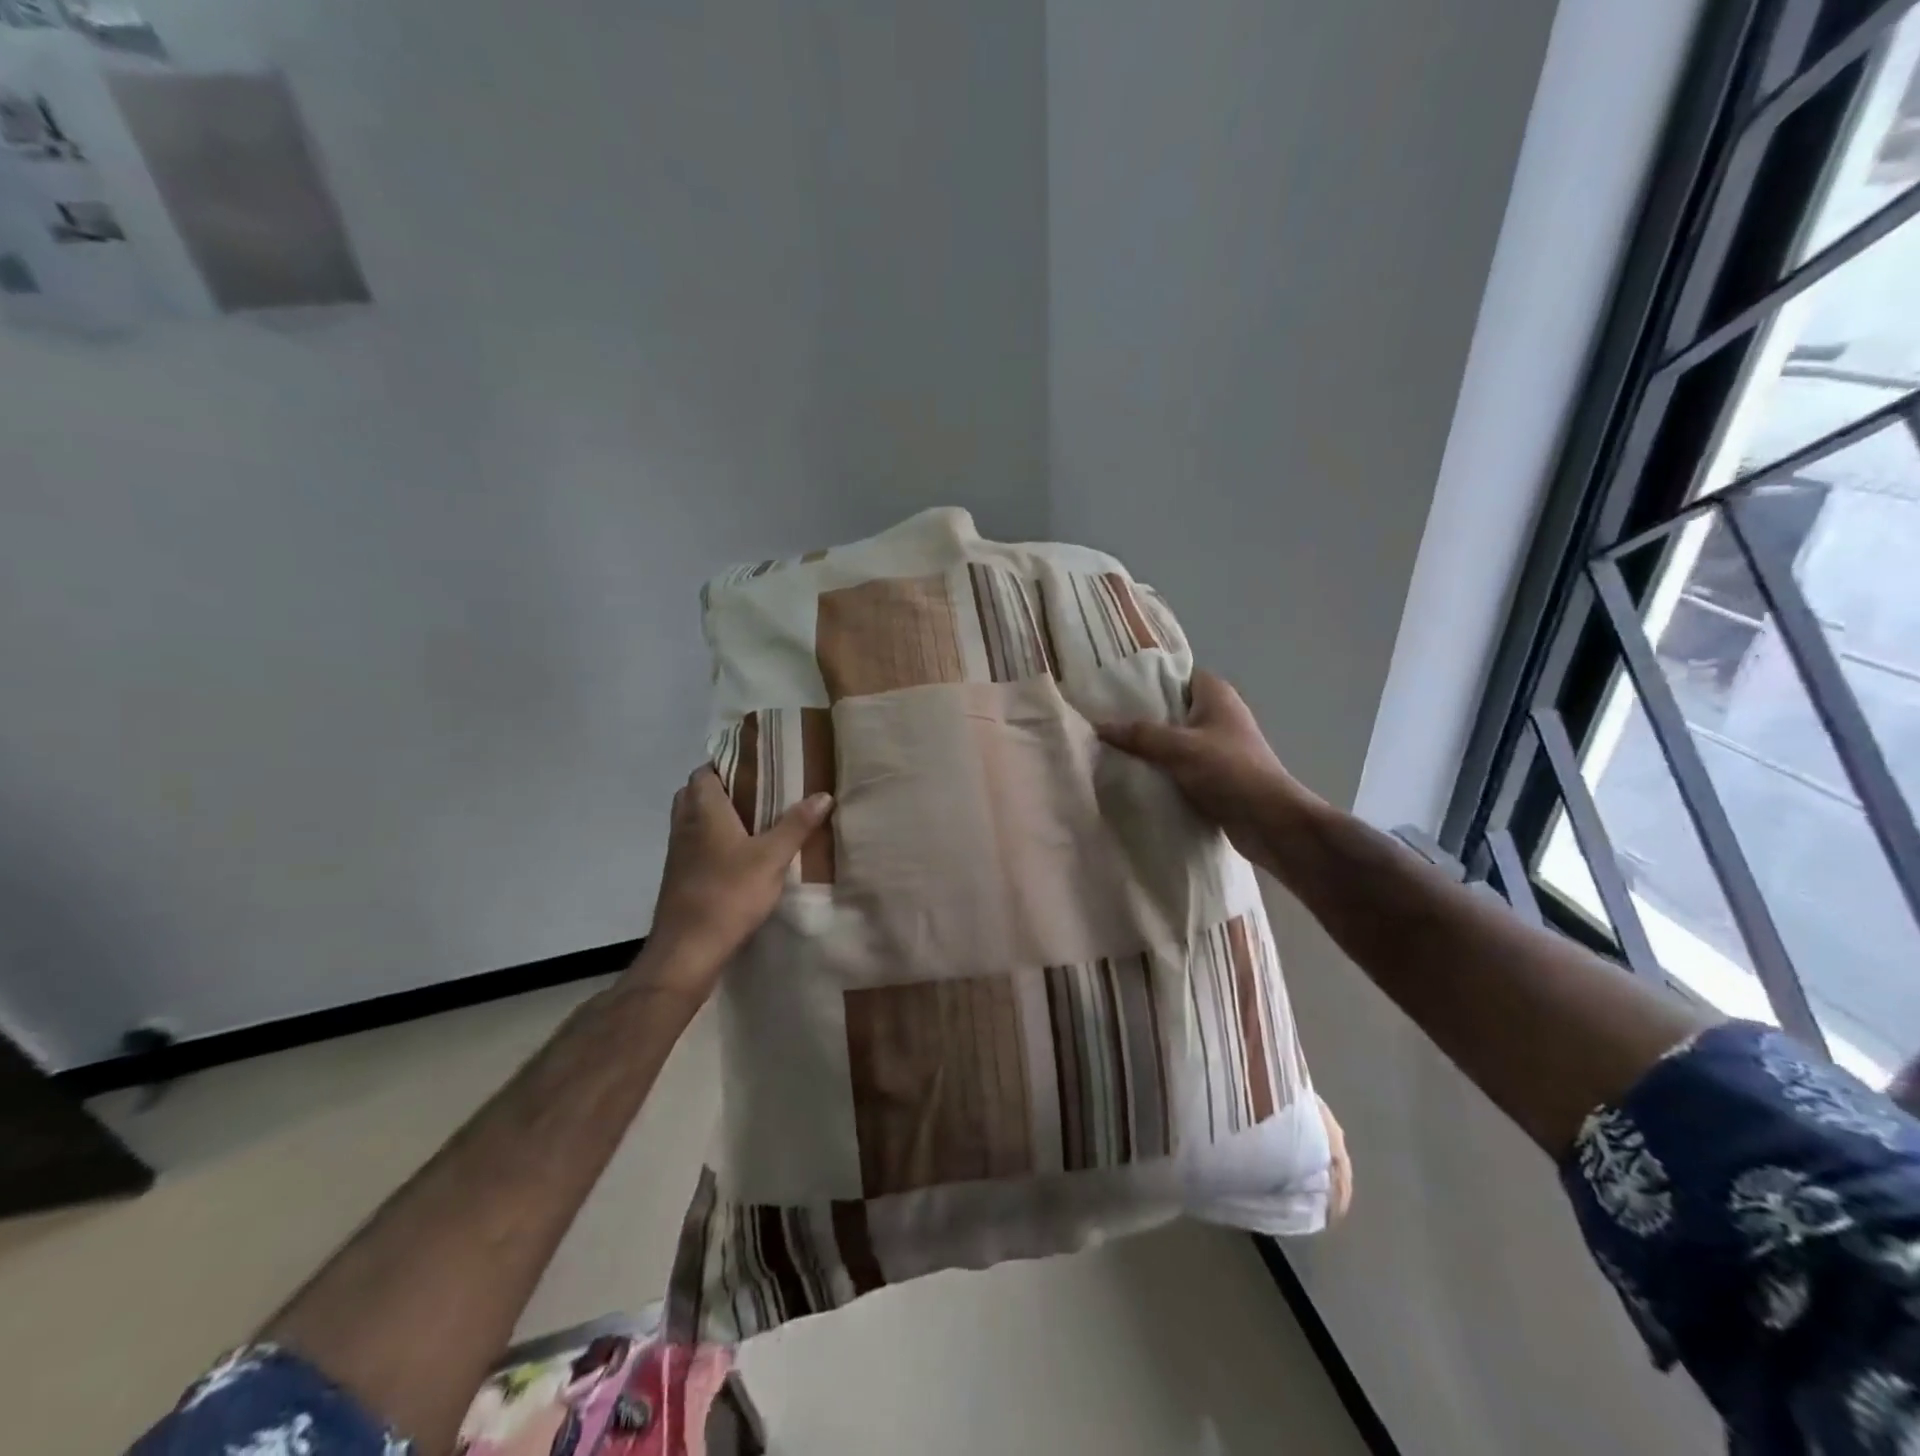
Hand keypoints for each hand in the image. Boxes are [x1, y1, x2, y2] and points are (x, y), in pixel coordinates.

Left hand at [635, 766, 833, 997]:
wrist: (688, 949)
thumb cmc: (729, 894)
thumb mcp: (772, 858)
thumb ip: (797, 825)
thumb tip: (823, 794)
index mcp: (704, 812)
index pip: (704, 772)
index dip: (725, 764)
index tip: (754, 764)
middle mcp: (685, 826)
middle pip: (694, 793)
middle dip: (721, 787)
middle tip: (755, 790)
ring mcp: (678, 853)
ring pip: (692, 820)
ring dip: (714, 815)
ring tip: (752, 819)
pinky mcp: (679, 876)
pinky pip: (693, 844)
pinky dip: (711, 839)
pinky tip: (737, 854)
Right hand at [1095, 669, 1316, 866]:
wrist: (1268, 821)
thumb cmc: (1230, 771)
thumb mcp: (1180, 747)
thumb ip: (1140, 735)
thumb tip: (1099, 727)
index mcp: (1215, 695)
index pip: (1175, 675)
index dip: (1146, 680)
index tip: (1112, 688)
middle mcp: (1217, 715)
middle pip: (1170, 708)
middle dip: (1139, 716)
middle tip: (1101, 720)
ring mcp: (1216, 746)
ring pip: (1172, 739)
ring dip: (1147, 747)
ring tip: (1108, 748)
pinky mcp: (1214, 774)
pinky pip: (1178, 764)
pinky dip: (1159, 769)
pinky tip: (1131, 774)